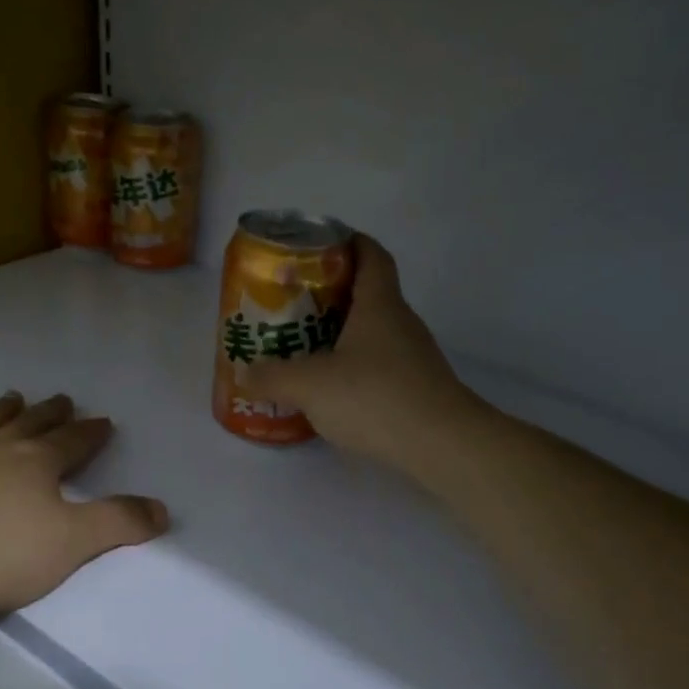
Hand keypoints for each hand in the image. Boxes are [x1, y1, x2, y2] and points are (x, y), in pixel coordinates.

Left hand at [0, 391, 168, 636]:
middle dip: (50, 414)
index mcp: (37, 464)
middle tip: (62, 399)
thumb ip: (118, 523)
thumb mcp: (71, 543)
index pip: (73, 442)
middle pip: (30, 426)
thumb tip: (163, 509)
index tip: (104, 421)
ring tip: (14, 396)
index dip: (91, 433)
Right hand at [246, 235, 479, 468]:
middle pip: (368, 292)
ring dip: (340, 333)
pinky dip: (353, 367)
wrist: (443, 446)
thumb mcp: (311, 385)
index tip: (317, 247)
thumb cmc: (376, 397)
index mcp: (380, 304)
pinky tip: (330, 390)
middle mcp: (401, 323)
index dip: (347, 241)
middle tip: (292, 303)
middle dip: (330, 293)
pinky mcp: (416, 388)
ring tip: (303, 346)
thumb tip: (245, 373)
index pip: (370, 254)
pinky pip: (378, 365)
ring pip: (372, 332)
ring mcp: (413, 357)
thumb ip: (273, 377)